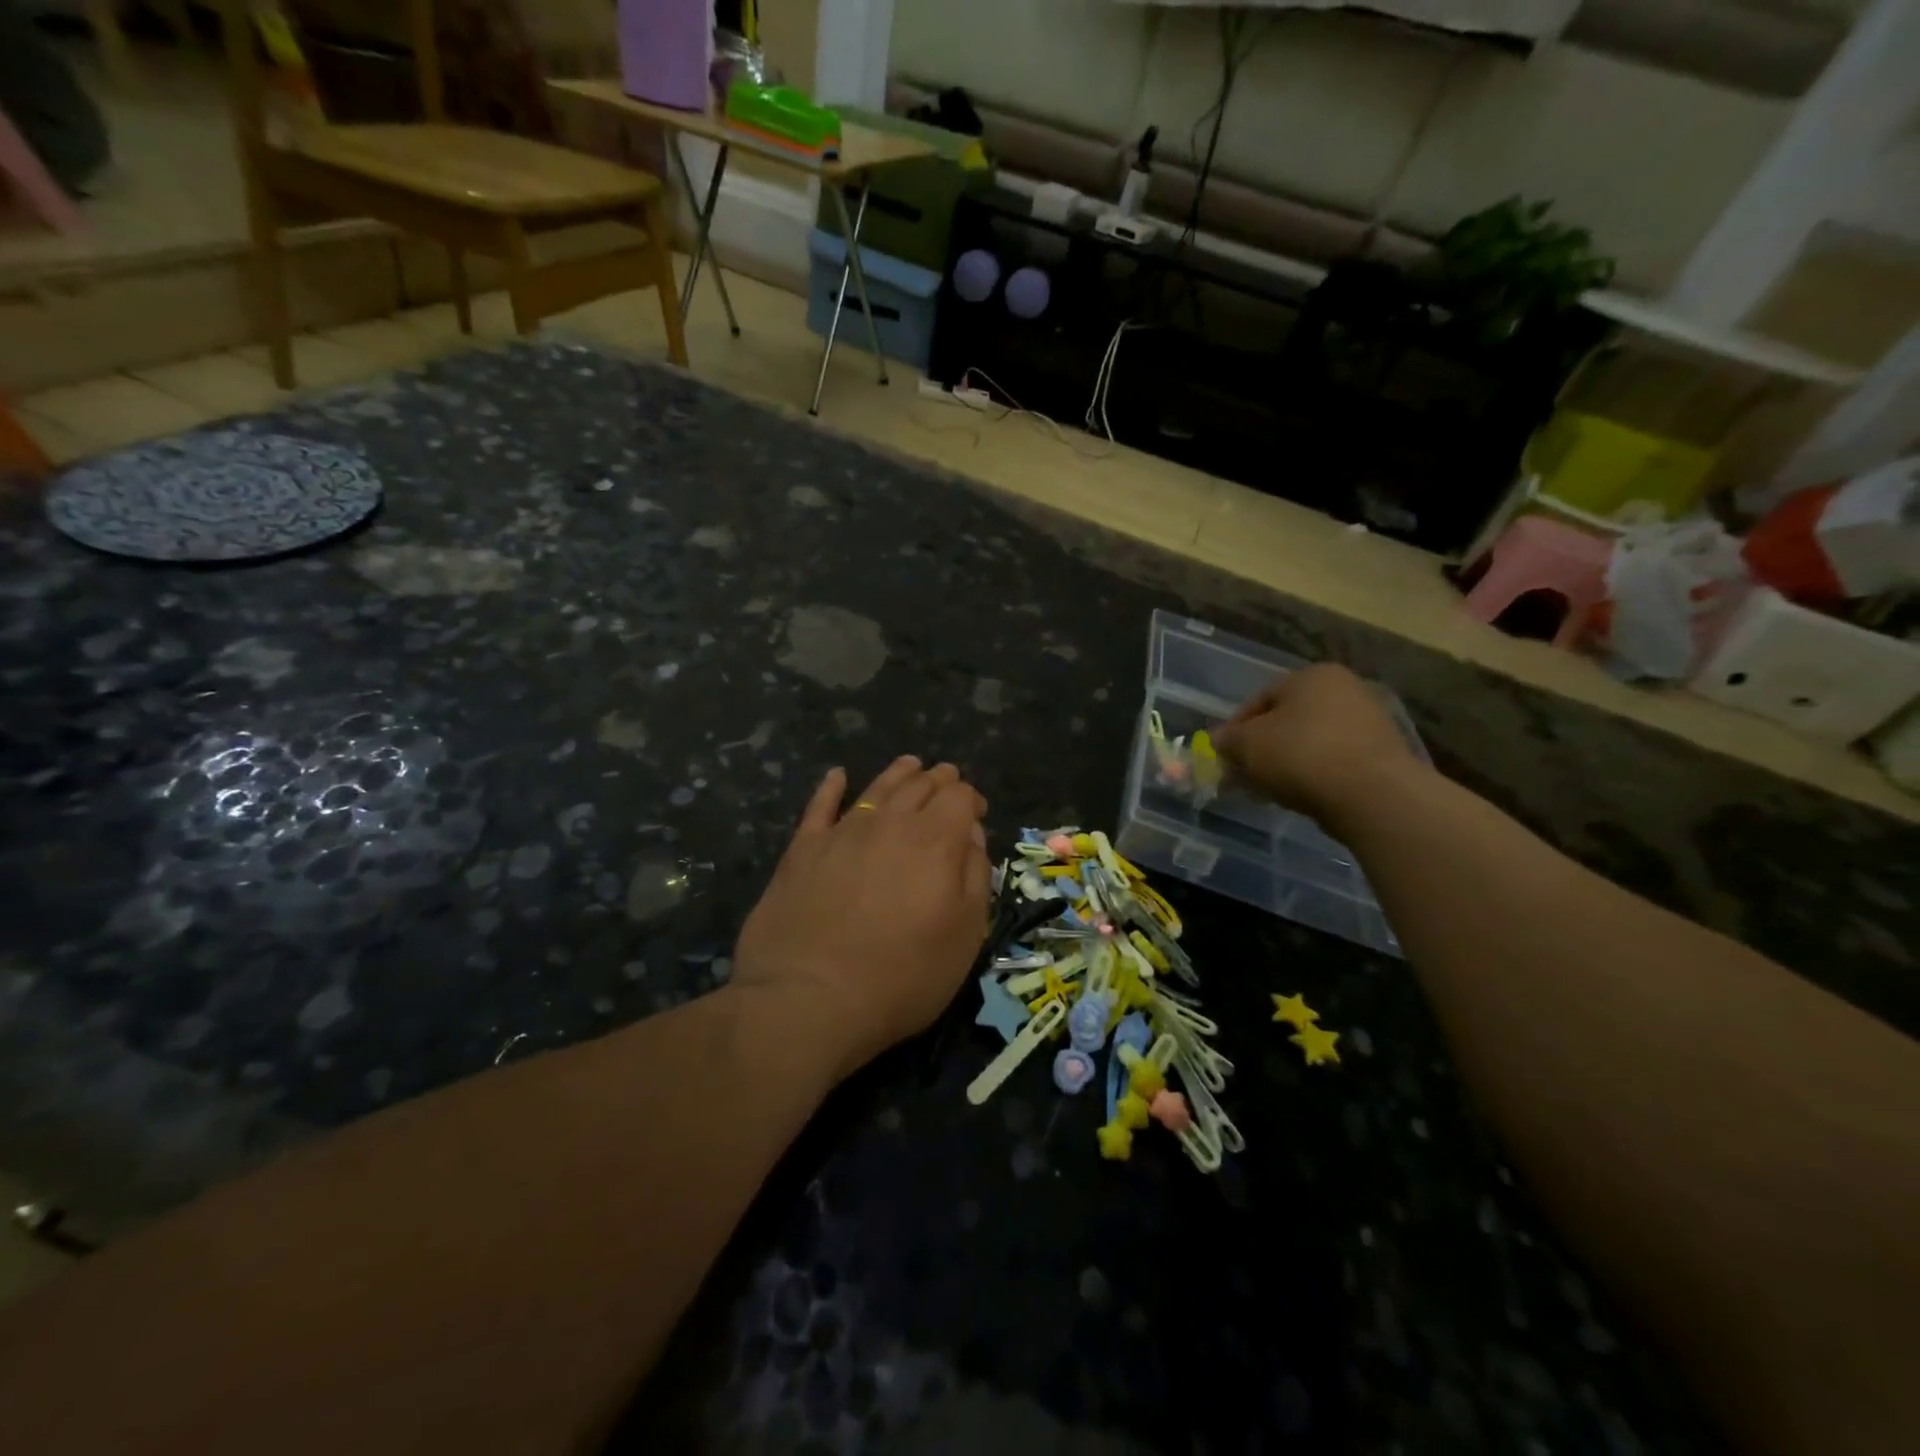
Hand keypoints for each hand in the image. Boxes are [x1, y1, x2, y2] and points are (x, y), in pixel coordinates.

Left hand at [733, 756, 991, 1081]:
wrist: (809, 998)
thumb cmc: (901, 977)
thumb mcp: (964, 937)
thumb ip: (974, 878)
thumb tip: (971, 836)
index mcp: (935, 841)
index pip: (960, 797)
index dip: (971, 799)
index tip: (976, 813)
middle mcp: (891, 822)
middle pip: (920, 785)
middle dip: (940, 780)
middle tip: (947, 781)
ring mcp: (843, 832)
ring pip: (877, 787)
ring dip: (899, 773)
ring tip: (910, 765)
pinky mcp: (803, 849)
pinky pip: (820, 805)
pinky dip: (831, 786)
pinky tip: (838, 776)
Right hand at [1213, 664, 1421, 826]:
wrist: (1373, 794)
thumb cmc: (1301, 755)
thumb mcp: (1247, 745)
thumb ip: (1227, 740)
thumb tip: (1218, 741)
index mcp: (1312, 675)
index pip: (1259, 699)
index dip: (1235, 730)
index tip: (1223, 757)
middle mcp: (1345, 689)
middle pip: (1287, 721)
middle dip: (1261, 749)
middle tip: (1244, 776)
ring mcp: (1369, 721)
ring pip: (1310, 742)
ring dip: (1286, 763)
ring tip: (1270, 790)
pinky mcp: (1383, 754)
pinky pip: (1334, 760)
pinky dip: (1314, 774)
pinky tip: (1302, 796)